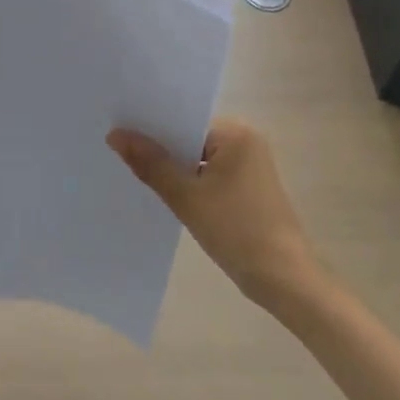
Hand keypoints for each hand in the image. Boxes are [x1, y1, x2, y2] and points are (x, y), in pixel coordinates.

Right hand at [108, 117, 323, 310]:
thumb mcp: (186, 196)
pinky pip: (208, 175)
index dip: (151, 127)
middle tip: (117, 151)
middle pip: (190, 138)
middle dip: (160, 149)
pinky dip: (189, 183)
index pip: (184, 120)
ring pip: (197, 159)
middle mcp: (245, 140)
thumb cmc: (236, 230)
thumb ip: (150, 163)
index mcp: (236, 133)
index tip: (118, 131)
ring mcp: (249, 165)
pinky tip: (163, 193)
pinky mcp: (247, 189)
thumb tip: (115, 135)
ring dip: (173, 169)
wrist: (283, 279)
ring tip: (134, 172)